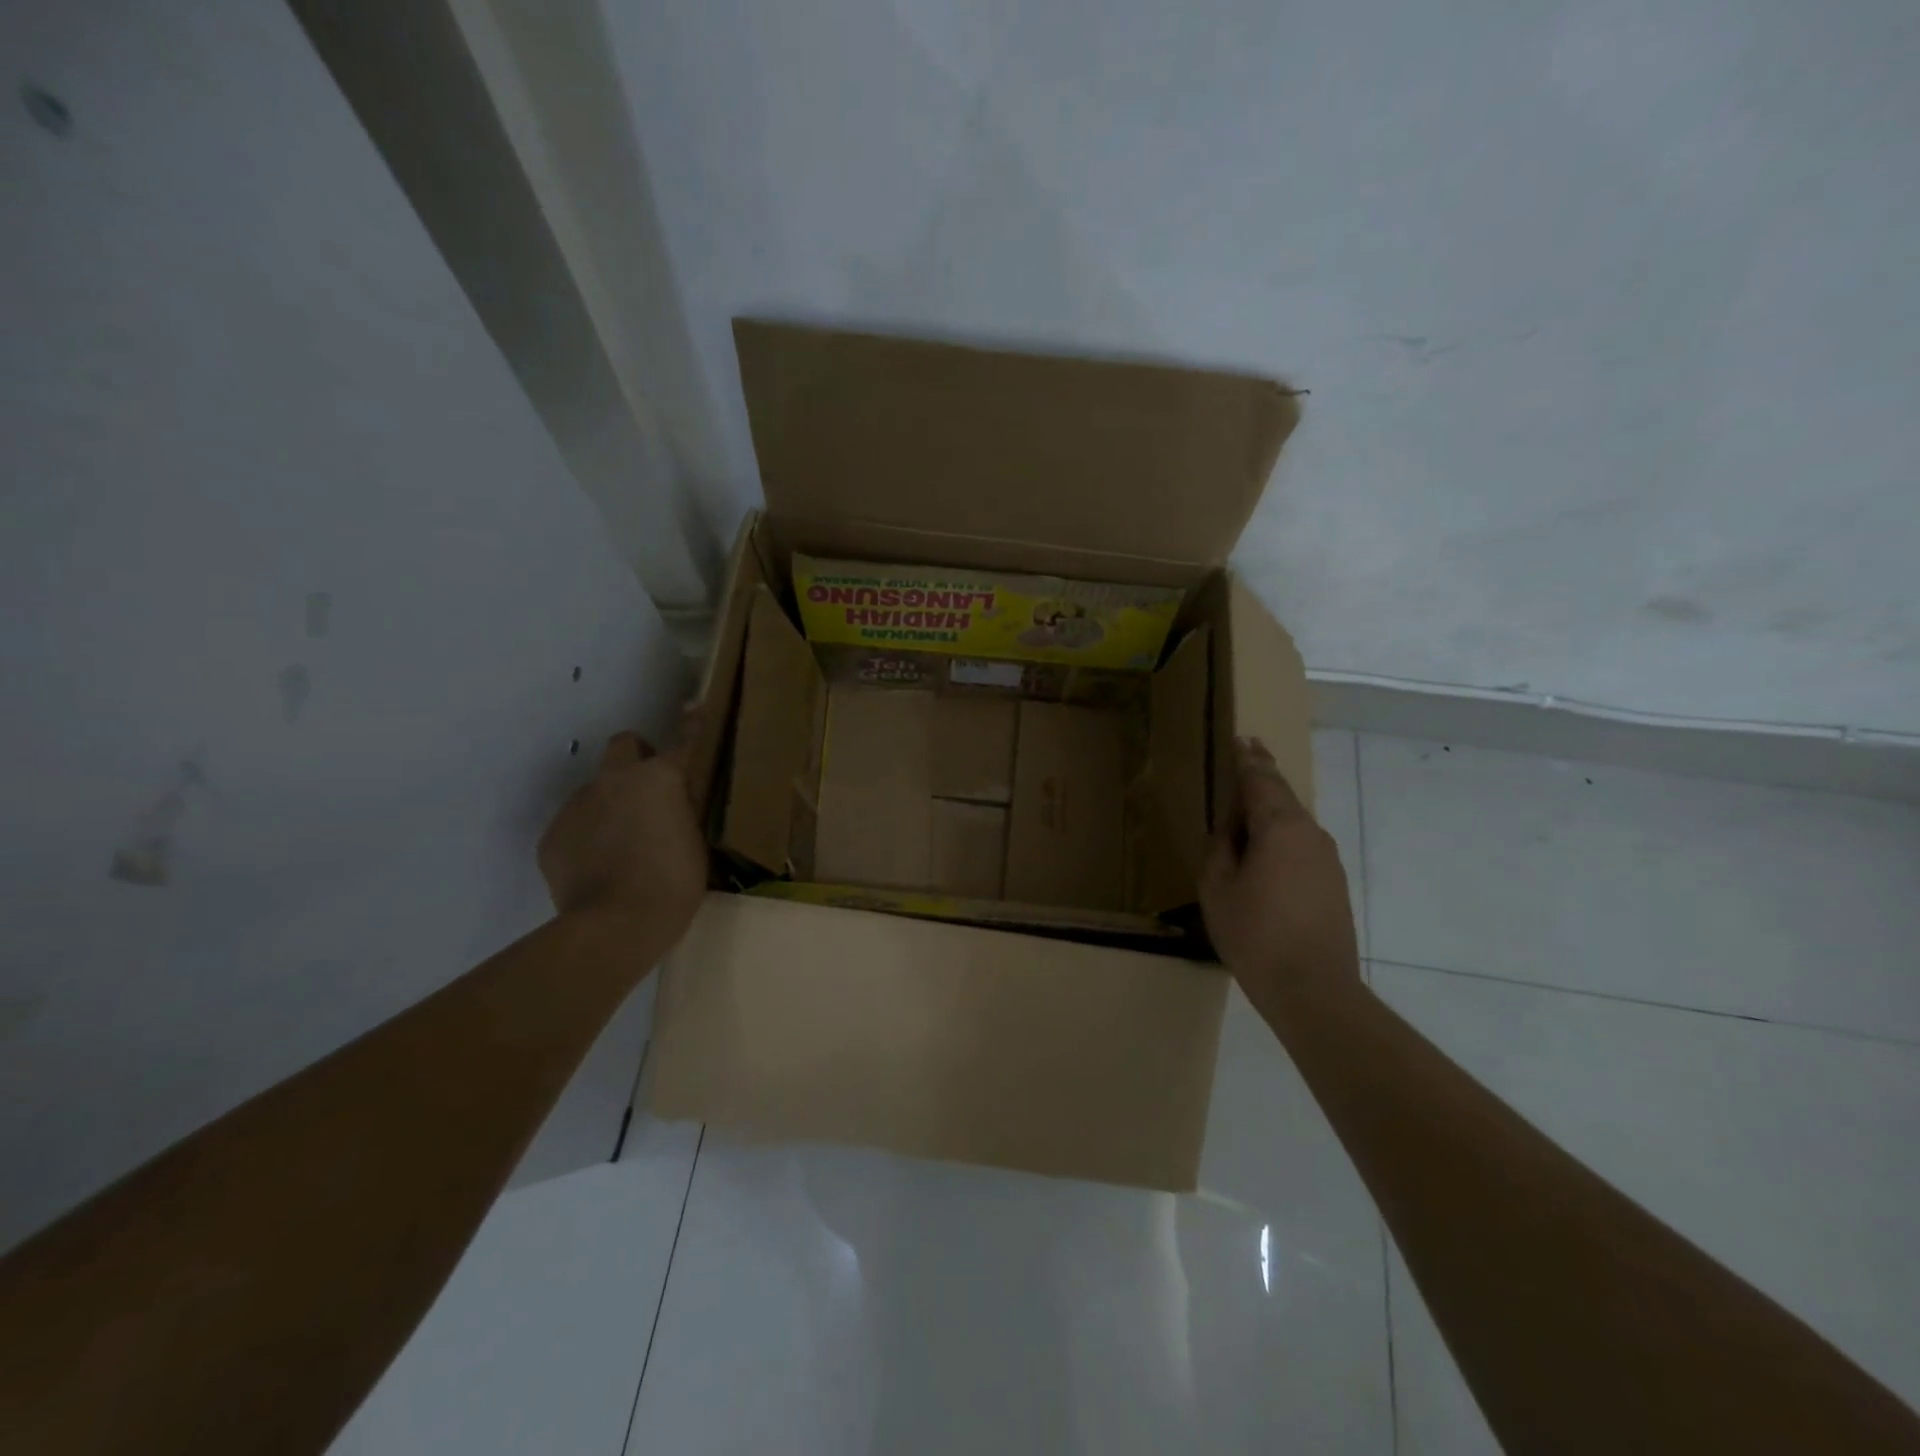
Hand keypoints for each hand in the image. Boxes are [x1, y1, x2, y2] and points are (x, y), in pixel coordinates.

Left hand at [538, 731, 705, 933]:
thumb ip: (682, 812)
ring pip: (596, 789)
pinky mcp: (552, 835)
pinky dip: (587, 836)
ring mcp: (578, 804)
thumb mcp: (695, 842)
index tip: (693, 710)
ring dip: (610, 804)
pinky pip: (575, 825)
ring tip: (622, 844)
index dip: (691, 727)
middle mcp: (615, 779)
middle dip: (636, 756)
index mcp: (659, 778)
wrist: (615, 925)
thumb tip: (672, 806)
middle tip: (650, 790)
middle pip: (624, 744)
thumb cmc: (674, 883)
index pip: (683, 742)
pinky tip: (599, 867)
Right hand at [1200, 737, 1361, 1008]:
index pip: (1262, 780)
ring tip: (1246, 811)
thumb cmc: (1255, 934)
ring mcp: (1328, 860)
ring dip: (1271, 811)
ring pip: (1294, 823)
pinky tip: (1265, 853)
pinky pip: (1302, 846)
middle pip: (1283, 797)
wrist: (1314, 990)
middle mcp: (1311, 834)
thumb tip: (1230, 829)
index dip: (1248, 759)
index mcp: (1281, 827)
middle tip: (1247, 756)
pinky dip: (1281, 837)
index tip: (1242, 738)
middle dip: (1263, 776)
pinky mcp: (1334, 884)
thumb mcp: (1218, 887)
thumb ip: (1220, 848)